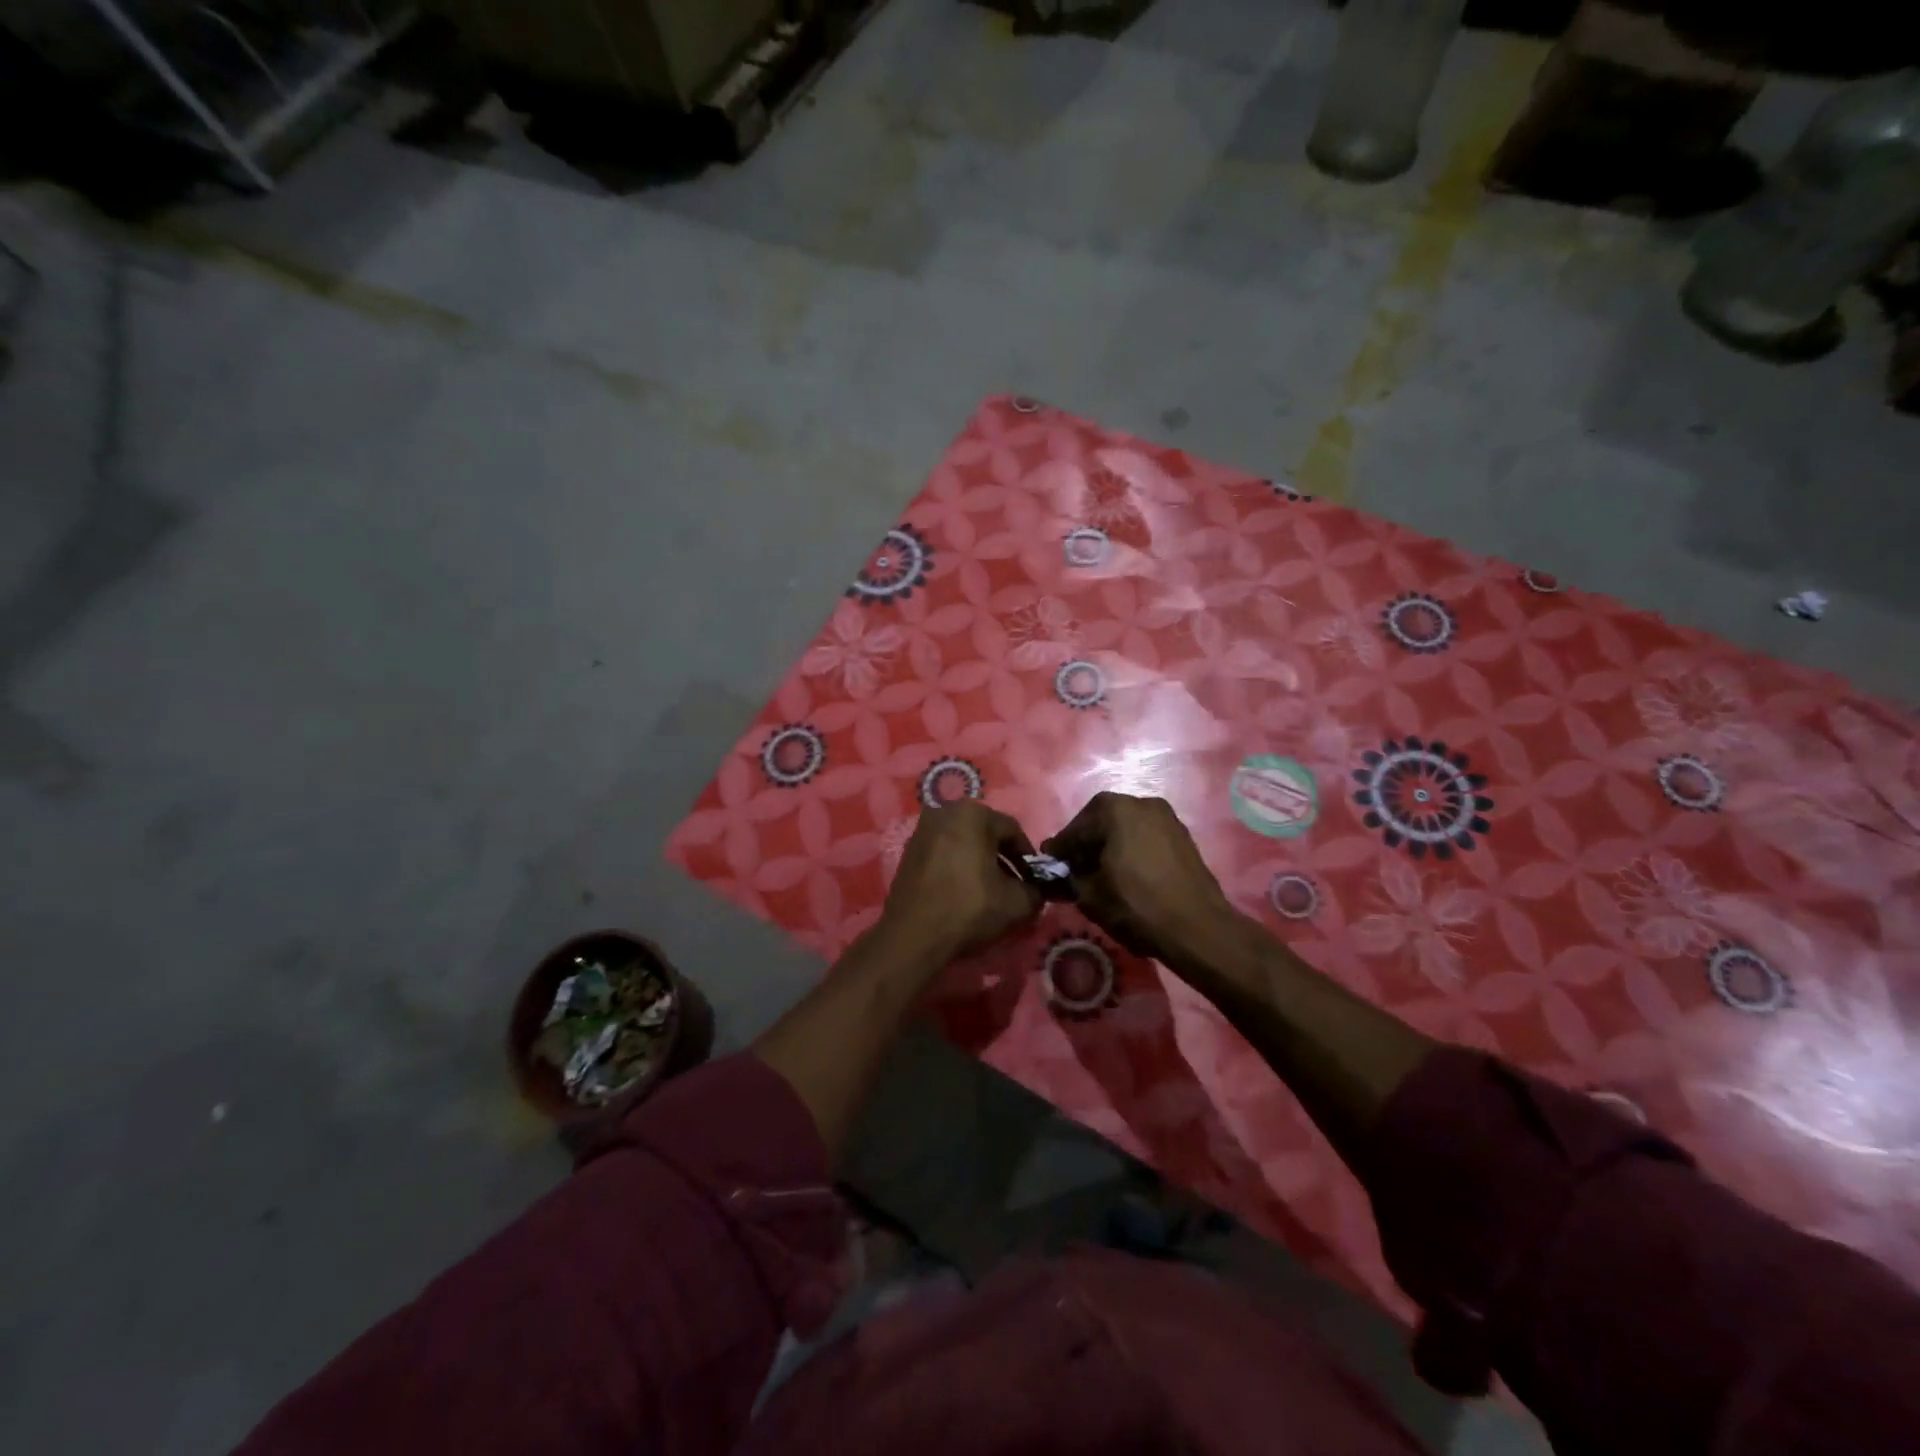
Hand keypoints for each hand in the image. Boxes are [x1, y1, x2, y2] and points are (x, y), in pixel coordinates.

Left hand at [880, 801, 1041, 962]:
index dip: (1028, 857)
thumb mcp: (1016, 903)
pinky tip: (964, 892)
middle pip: (986, 833)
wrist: (913, 935)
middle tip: (1014, 886)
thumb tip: (1036, 891)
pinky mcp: (908, 851)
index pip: (1012, 830)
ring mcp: (922, 830)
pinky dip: (958, 866)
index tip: (1034, 881)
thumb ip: (1035, 891)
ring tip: (990, 892)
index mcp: (972, 813)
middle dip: (1003, 858)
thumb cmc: (968, 908)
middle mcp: (944, 811)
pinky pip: (944, 852)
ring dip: (980, 862)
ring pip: (964, 842)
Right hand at [1044, 792, 1243, 966]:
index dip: (1061, 848)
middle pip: (1102, 820)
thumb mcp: (1090, 895)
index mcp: (1115, 809)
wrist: (1197, 928)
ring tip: (1100, 871)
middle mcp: (1142, 802)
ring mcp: (1167, 817)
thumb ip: (1069, 878)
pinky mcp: (1182, 836)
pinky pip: (1146, 836)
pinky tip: (1126, 872)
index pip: (1076, 827)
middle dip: (1086, 841)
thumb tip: (1061, 873)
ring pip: (1126, 826)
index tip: (1050, 863)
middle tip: (1075, 866)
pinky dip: (1131, 848)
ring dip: (1110, 844)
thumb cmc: (1137, 906)